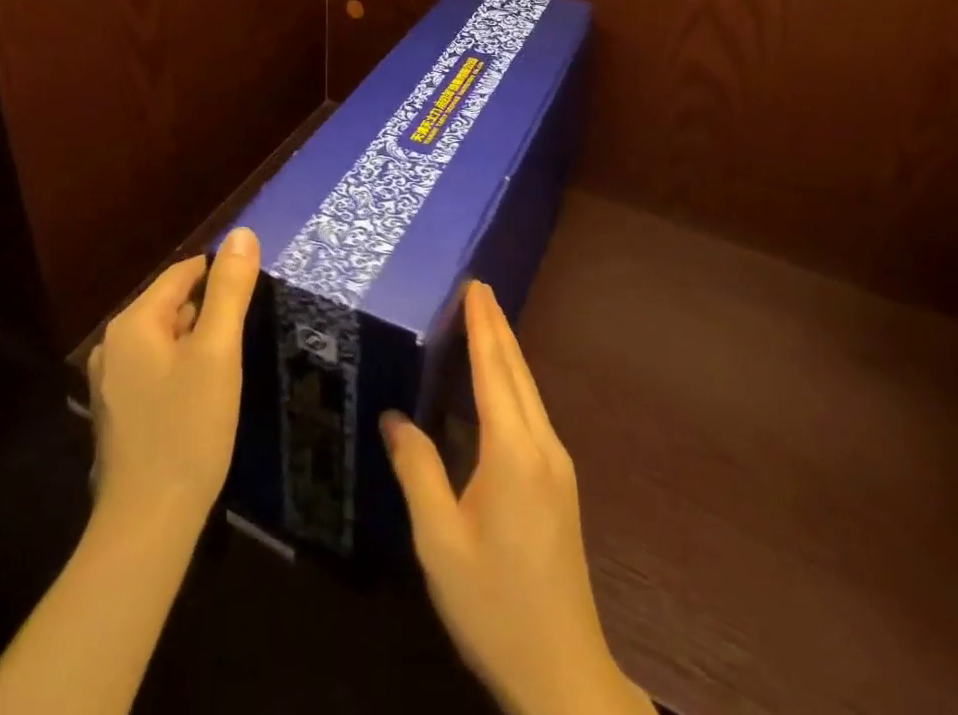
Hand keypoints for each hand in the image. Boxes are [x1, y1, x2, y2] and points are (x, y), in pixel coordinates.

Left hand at [87, 227, 259, 527]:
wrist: (148, 524)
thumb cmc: (187, 428)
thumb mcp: (218, 351)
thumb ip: (230, 289)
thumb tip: (243, 233)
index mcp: (133, 323)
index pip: (184, 273)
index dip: (221, 275)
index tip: (255, 292)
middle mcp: (113, 345)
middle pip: (172, 304)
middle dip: (210, 310)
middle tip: (247, 331)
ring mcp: (111, 382)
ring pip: (166, 338)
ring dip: (198, 341)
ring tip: (231, 361)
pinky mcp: (118, 412)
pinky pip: (156, 368)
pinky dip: (182, 368)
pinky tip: (204, 394)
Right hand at [382, 282, 652, 714]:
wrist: (563, 672)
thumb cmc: (494, 605)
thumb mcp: (439, 542)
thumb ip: (418, 471)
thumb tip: (394, 417)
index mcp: (513, 452)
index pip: (494, 370)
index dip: (483, 325)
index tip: (475, 285)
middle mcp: (542, 445)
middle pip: (517, 371)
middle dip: (497, 327)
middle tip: (478, 288)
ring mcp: (557, 465)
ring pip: (529, 391)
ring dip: (506, 352)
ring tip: (485, 322)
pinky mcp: (560, 484)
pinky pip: (532, 414)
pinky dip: (512, 384)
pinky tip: (498, 386)